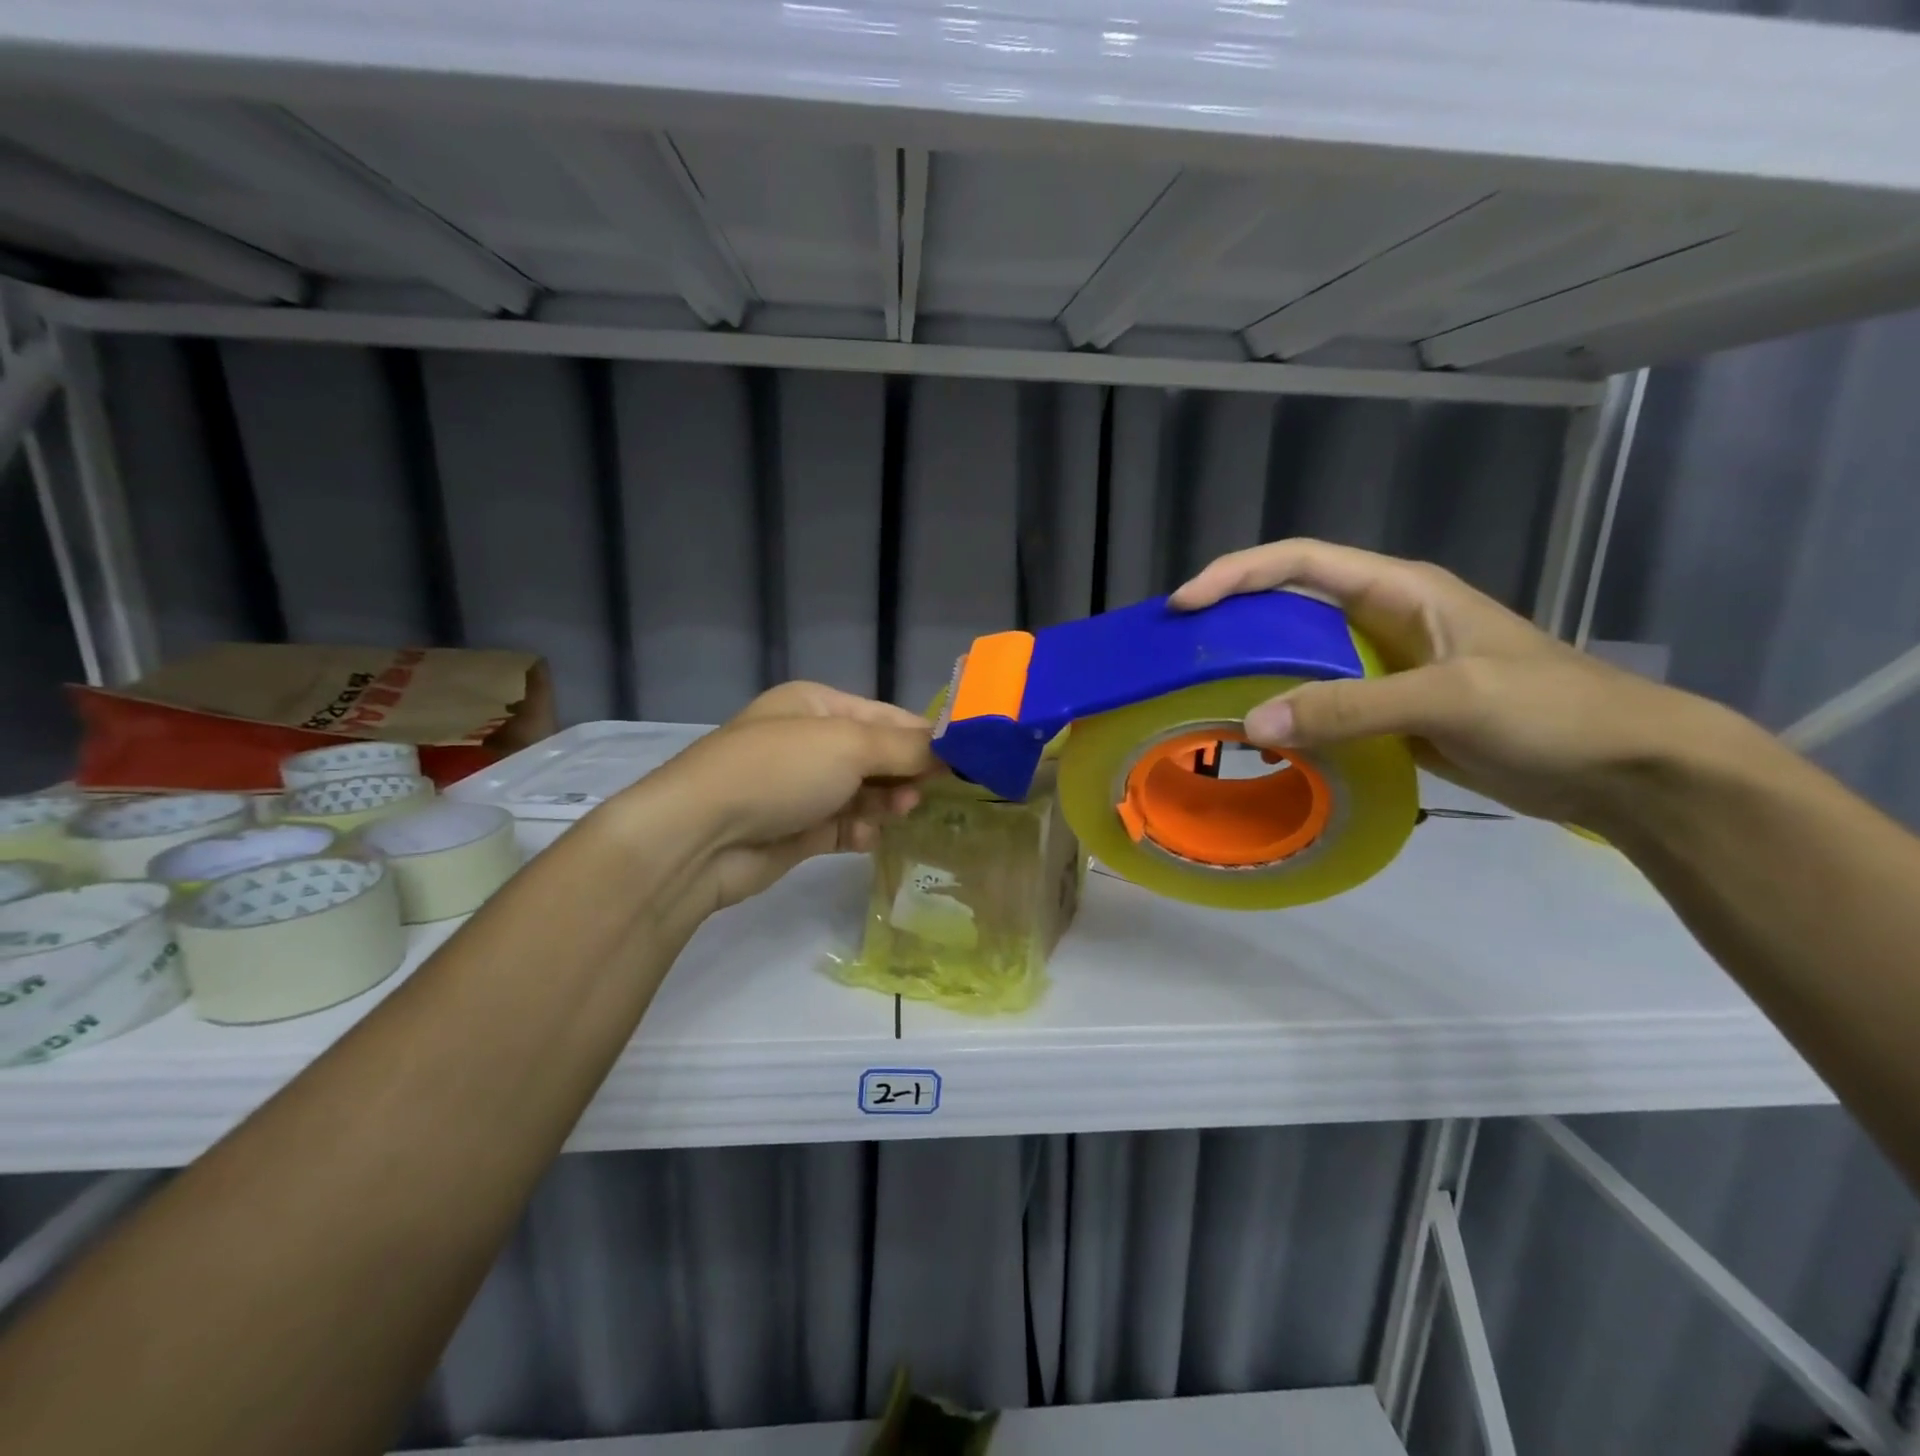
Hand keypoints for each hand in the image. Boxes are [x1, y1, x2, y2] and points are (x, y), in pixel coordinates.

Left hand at [642, 681, 933, 910]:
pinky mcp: (798, 830)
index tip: (962, 761)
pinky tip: (865, 839)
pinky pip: (846, 827)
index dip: (923, 737)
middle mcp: (810, 742)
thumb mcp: (848, 746)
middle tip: (925, 794)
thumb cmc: (779, 771)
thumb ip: (905, 748)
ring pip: (865, 794)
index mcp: (817, 706)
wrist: (702, 836)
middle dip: (904, 774)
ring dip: (885, 804)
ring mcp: (803, 788)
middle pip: (877, 756)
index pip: (886, 717)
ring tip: (898, 814)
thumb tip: (951, 749)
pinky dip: (860, 831)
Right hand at [1171, 539, 1730, 826]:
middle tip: (1181, 650)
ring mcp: (1386, 666)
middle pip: (1291, 604)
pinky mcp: (1390, 711)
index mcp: (1400, 590)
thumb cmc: (1549, 712)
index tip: (1185, 604)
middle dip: (1234, 618)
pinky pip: (1322, 702)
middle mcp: (1385, 619)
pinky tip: (1260, 735)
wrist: (1622, 769)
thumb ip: (1351, 707)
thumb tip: (1252, 722)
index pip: (1301, 562)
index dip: (1238, 573)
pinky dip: (1287, 713)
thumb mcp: (1449, 698)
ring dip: (1255, 669)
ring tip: (1203, 692)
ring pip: (1301, 656)